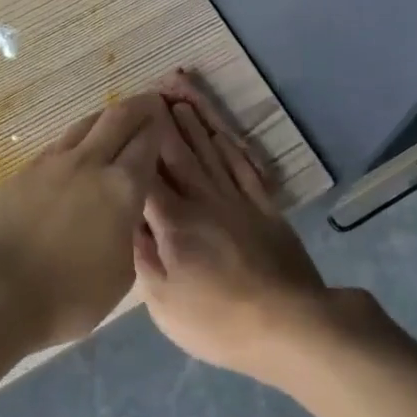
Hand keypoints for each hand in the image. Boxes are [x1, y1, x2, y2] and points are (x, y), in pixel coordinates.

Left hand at [0, 92, 171, 349]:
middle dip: (138, 106)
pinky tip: (76, 149)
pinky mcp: (24, 170)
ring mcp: (53, 163)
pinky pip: (59, 144)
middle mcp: (90, 163)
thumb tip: (129, 213)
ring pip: (85, 125)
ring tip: (114, 118)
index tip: (165, 117)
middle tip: (149, 101)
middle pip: (118, 119)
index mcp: (123, 188)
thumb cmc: (68, 294)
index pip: (147, 144)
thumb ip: (130, 234)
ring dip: (105, 117)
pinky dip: (76, 139)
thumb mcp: (121, 275)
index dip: (159, 127)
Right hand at [133, 71, 330, 381]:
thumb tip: (127, 218)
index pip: (147, 173)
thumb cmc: (218, 320)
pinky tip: (221, 134)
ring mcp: (238, 201)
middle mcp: (203, 199)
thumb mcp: (164, 301)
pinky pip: (244, 168)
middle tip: (153, 91)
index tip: (126, 117)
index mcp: (173, 221)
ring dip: (195, 125)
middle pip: (179, 153)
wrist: (290, 325)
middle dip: (164, 122)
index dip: (136, 144)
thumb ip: (142, 255)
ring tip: (180, 101)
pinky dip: (231, 147)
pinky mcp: (265, 209)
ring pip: (211, 153)